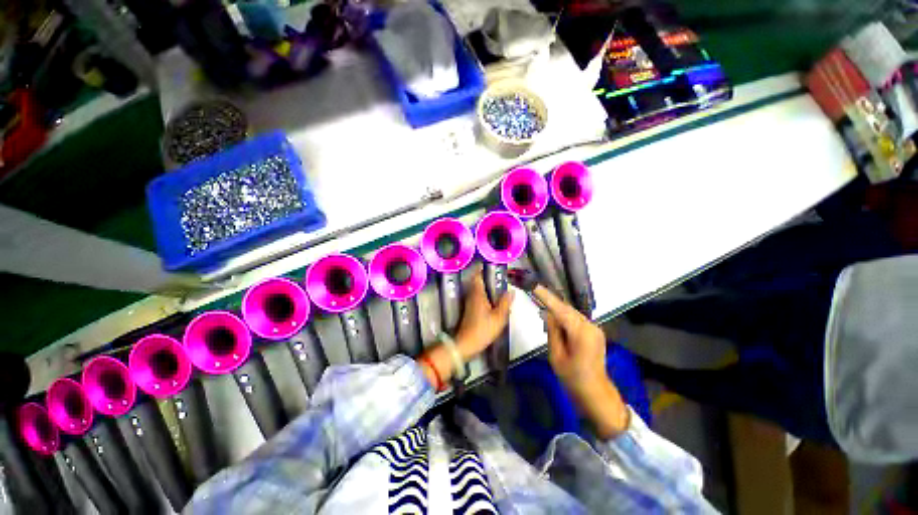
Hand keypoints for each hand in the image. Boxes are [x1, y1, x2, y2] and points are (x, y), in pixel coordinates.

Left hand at [454, 269, 513, 359]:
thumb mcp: (499, 317)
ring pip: (477, 289)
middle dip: (485, 275)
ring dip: (484, 284)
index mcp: (478, 294)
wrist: (466, 344)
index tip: (489, 263)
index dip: (481, 268)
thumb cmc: (483, 329)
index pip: (477, 276)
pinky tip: (492, 299)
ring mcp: (469, 303)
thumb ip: (505, 303)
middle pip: (476, 281)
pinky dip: (483, 293)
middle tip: (497, 273)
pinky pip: (477, 296)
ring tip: (497, 284)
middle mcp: (472, 295)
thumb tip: (511, 291)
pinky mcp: (469, 310)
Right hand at [532, 285, 629, 437]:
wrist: (596, 393)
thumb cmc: (573, 378)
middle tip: (535, 296)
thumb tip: (548, 313)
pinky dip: (565, 318)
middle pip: (567, 309)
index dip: (546, 296)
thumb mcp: (556, 356)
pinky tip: (556, 323)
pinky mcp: (595, 332)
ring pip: (571, 313)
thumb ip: (552, 331)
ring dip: (558, 311)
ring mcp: (595, 328)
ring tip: (543, 311)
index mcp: (581, 333)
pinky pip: (576, 320)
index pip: (560, 309)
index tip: (534, 286)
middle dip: (551, 303)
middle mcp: (591, 326)